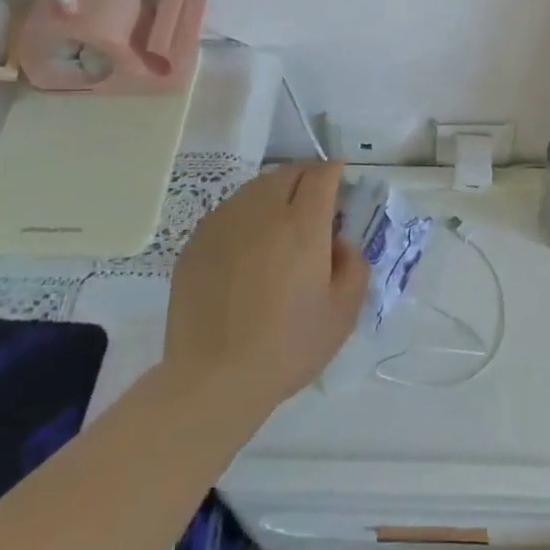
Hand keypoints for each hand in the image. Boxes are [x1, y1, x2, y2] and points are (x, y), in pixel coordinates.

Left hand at [164, 161, 367, 420]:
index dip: (334, 170)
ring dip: (275, 193)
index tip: (340, 177)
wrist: (212, 379)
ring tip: (280, 223)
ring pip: (255, 188)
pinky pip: (228, 212)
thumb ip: (353, 265)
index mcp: (302, 223)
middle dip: (306, 176)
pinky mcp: (196, 241)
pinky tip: (247, 249)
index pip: (321, 174)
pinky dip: (246, 216)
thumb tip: (339, 242)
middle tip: (314, 199)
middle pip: (287, 172)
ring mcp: (224, 222)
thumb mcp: (343, 313)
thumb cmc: (287, 347)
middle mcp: (262, 211)